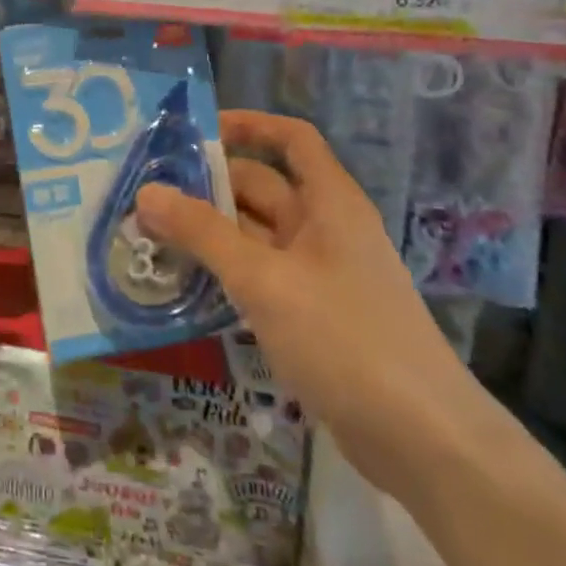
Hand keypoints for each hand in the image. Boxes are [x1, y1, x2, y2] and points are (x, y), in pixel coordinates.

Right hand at [137, 110, 494, 507]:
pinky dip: (222, 271)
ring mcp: (318, 274)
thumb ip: (203, 233)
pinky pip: (258, 275)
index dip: (247, 125)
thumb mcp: (264, 280)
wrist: (422, 440)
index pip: (290, 139)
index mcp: (329, 202)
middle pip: (261, 187)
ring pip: (254, 235)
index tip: (192, 133)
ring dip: (207, 232)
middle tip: (143, 194)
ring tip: (147, 234)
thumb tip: (146, 192)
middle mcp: (324, 228)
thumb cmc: (344, 339)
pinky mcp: (309, 314)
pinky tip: (182, 282)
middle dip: (206, 187)